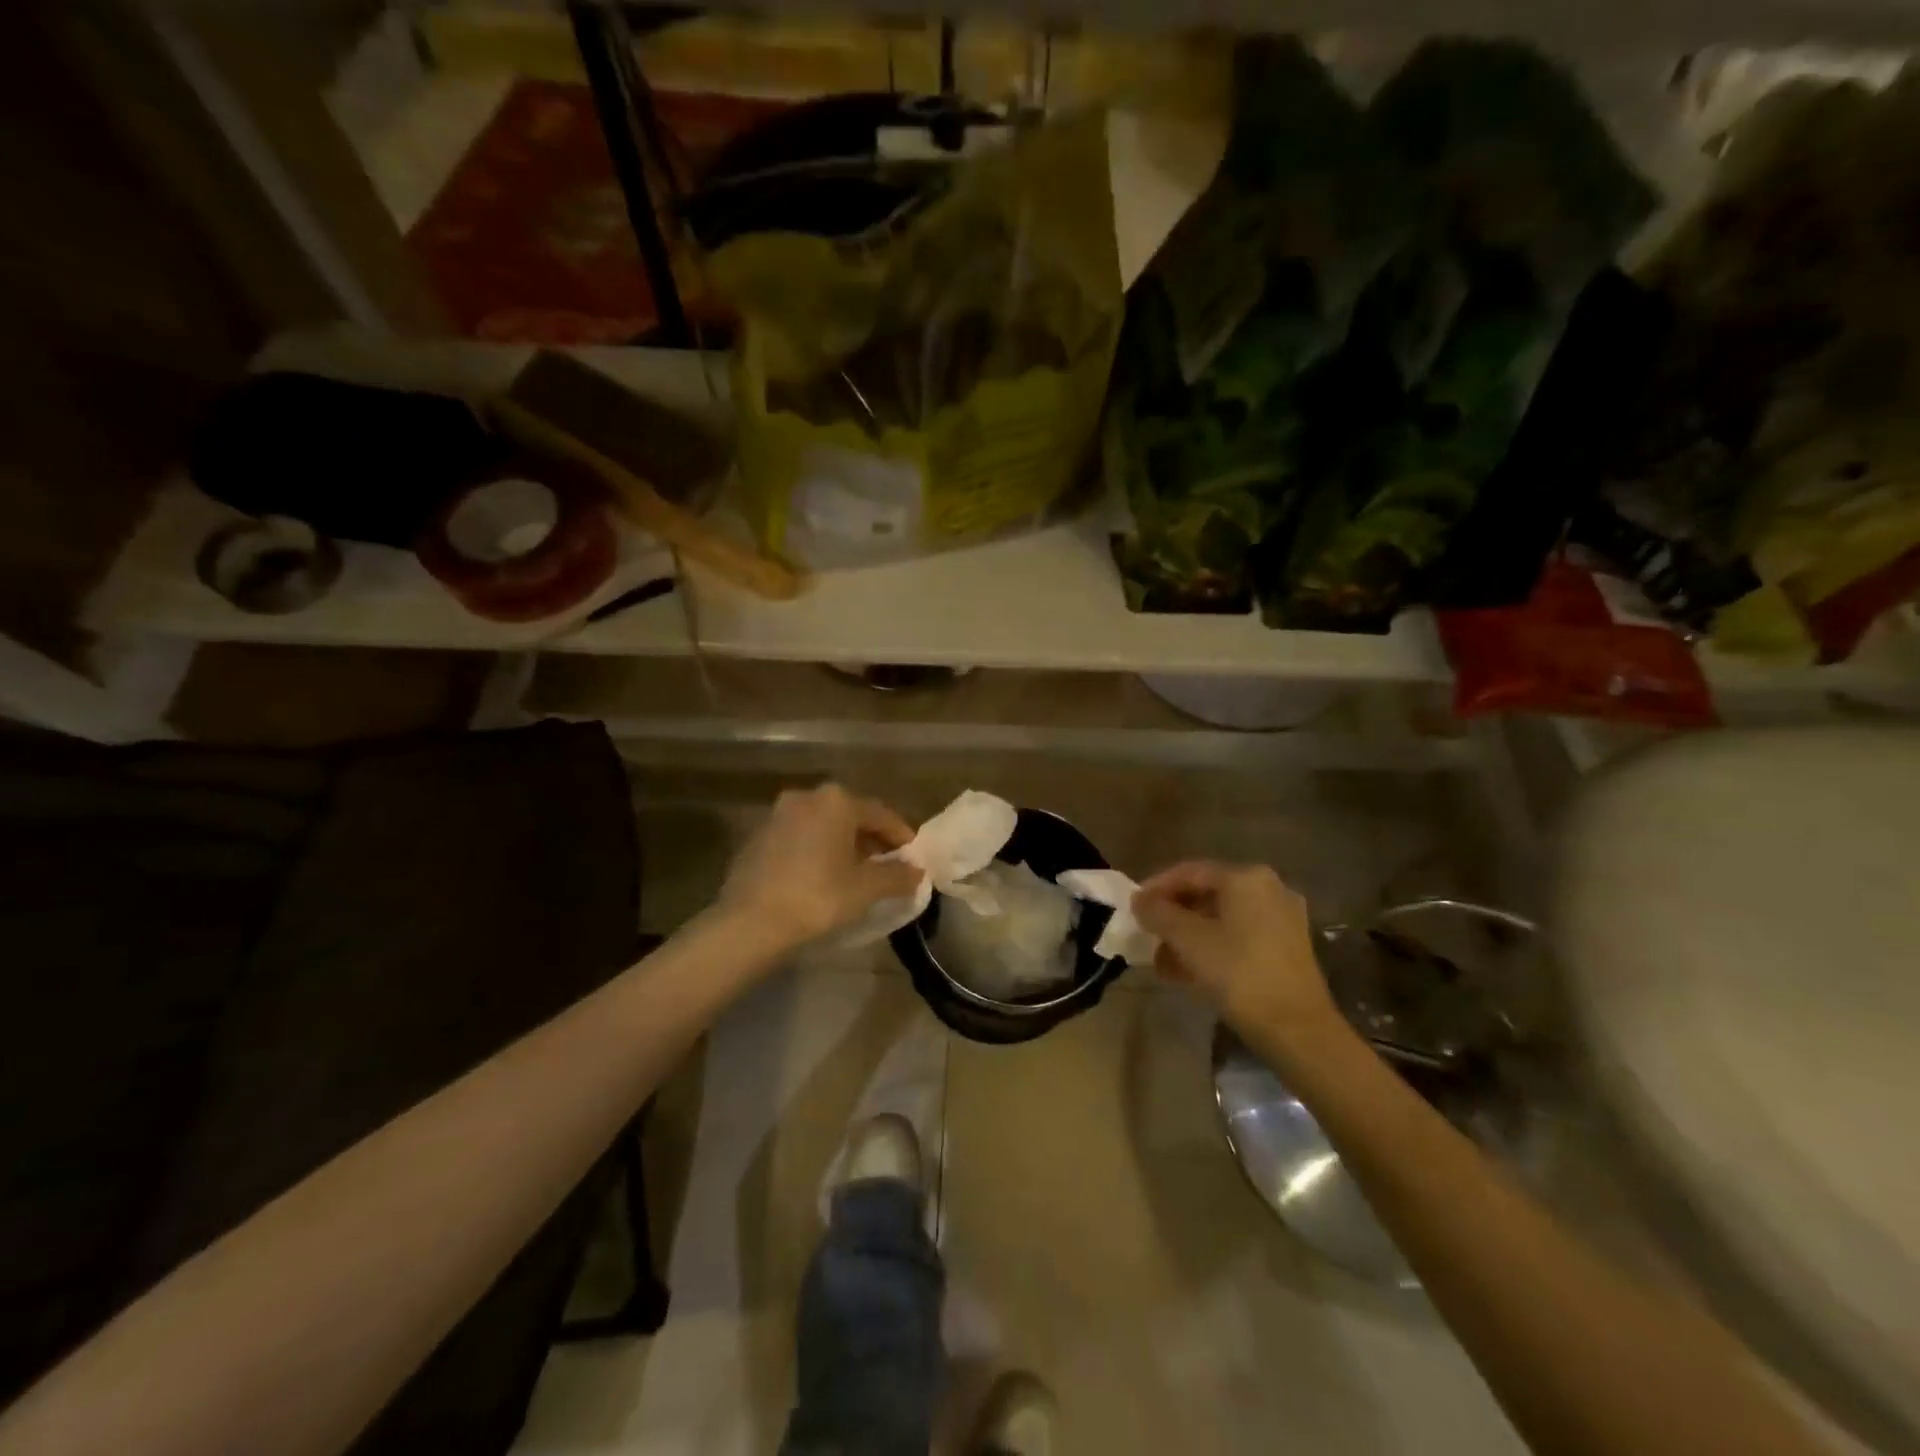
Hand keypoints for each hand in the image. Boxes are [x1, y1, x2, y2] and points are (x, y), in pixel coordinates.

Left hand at [718, 784, 922, 949]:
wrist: (749, 922)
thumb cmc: (817, 898)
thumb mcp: (866, 889)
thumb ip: (897, 876)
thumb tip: (916, 871)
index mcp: (837, 801)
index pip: (882, 814)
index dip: (902, 837)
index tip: (914, 859)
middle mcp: (807, 797)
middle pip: (851, 816)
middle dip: (871, 840)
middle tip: (886, 868)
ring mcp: (778, 815)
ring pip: (823, 826)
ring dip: (843, 846)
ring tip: (855, 875)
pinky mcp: (758, 837)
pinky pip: (800, 839)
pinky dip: (816, 852)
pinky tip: (821, 879)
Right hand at [1131, 862, 1347, 1059]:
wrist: (1297, 1030)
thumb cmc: (1238, 973)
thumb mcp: (1188, 940)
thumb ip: (1158, 913)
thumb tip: (1139, 900)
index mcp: (1246, 878)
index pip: (1189, 872)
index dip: (1156, 887)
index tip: (1132, 907)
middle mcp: (1268, 889)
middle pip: (1207, 894)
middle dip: (1173, 916)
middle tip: (1147, 935)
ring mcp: (1282, 919)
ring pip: (1222, 919)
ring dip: (1189, 936)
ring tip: (1163, 962)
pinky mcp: (1287, 948)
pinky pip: (1239, 936)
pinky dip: (1212, 948)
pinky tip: (1189, 973)